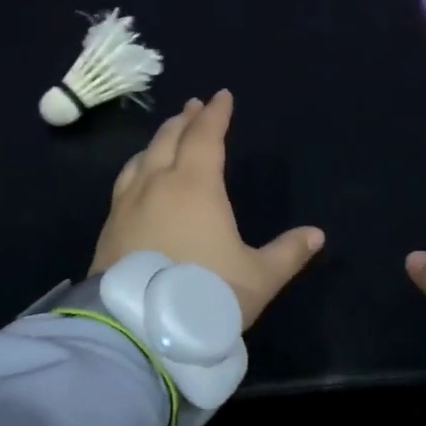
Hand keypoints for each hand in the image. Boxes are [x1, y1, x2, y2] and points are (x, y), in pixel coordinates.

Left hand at [91, 90, 324, 327]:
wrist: (138, 330)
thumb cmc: (205, 294)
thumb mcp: (258, 277)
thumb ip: (288, 253)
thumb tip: (317, 235)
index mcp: (196, 186)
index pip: (206, 137)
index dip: (216, 115)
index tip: (222, 96)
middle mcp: (158, 185)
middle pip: (170, 139)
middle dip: (185, 120)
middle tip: (193, 107)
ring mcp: (128, 205)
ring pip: (142, 158)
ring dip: (158, 141)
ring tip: (166, 137)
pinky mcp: (109, 228)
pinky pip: (125, 183)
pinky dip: (138, 168)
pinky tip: (138, 180)